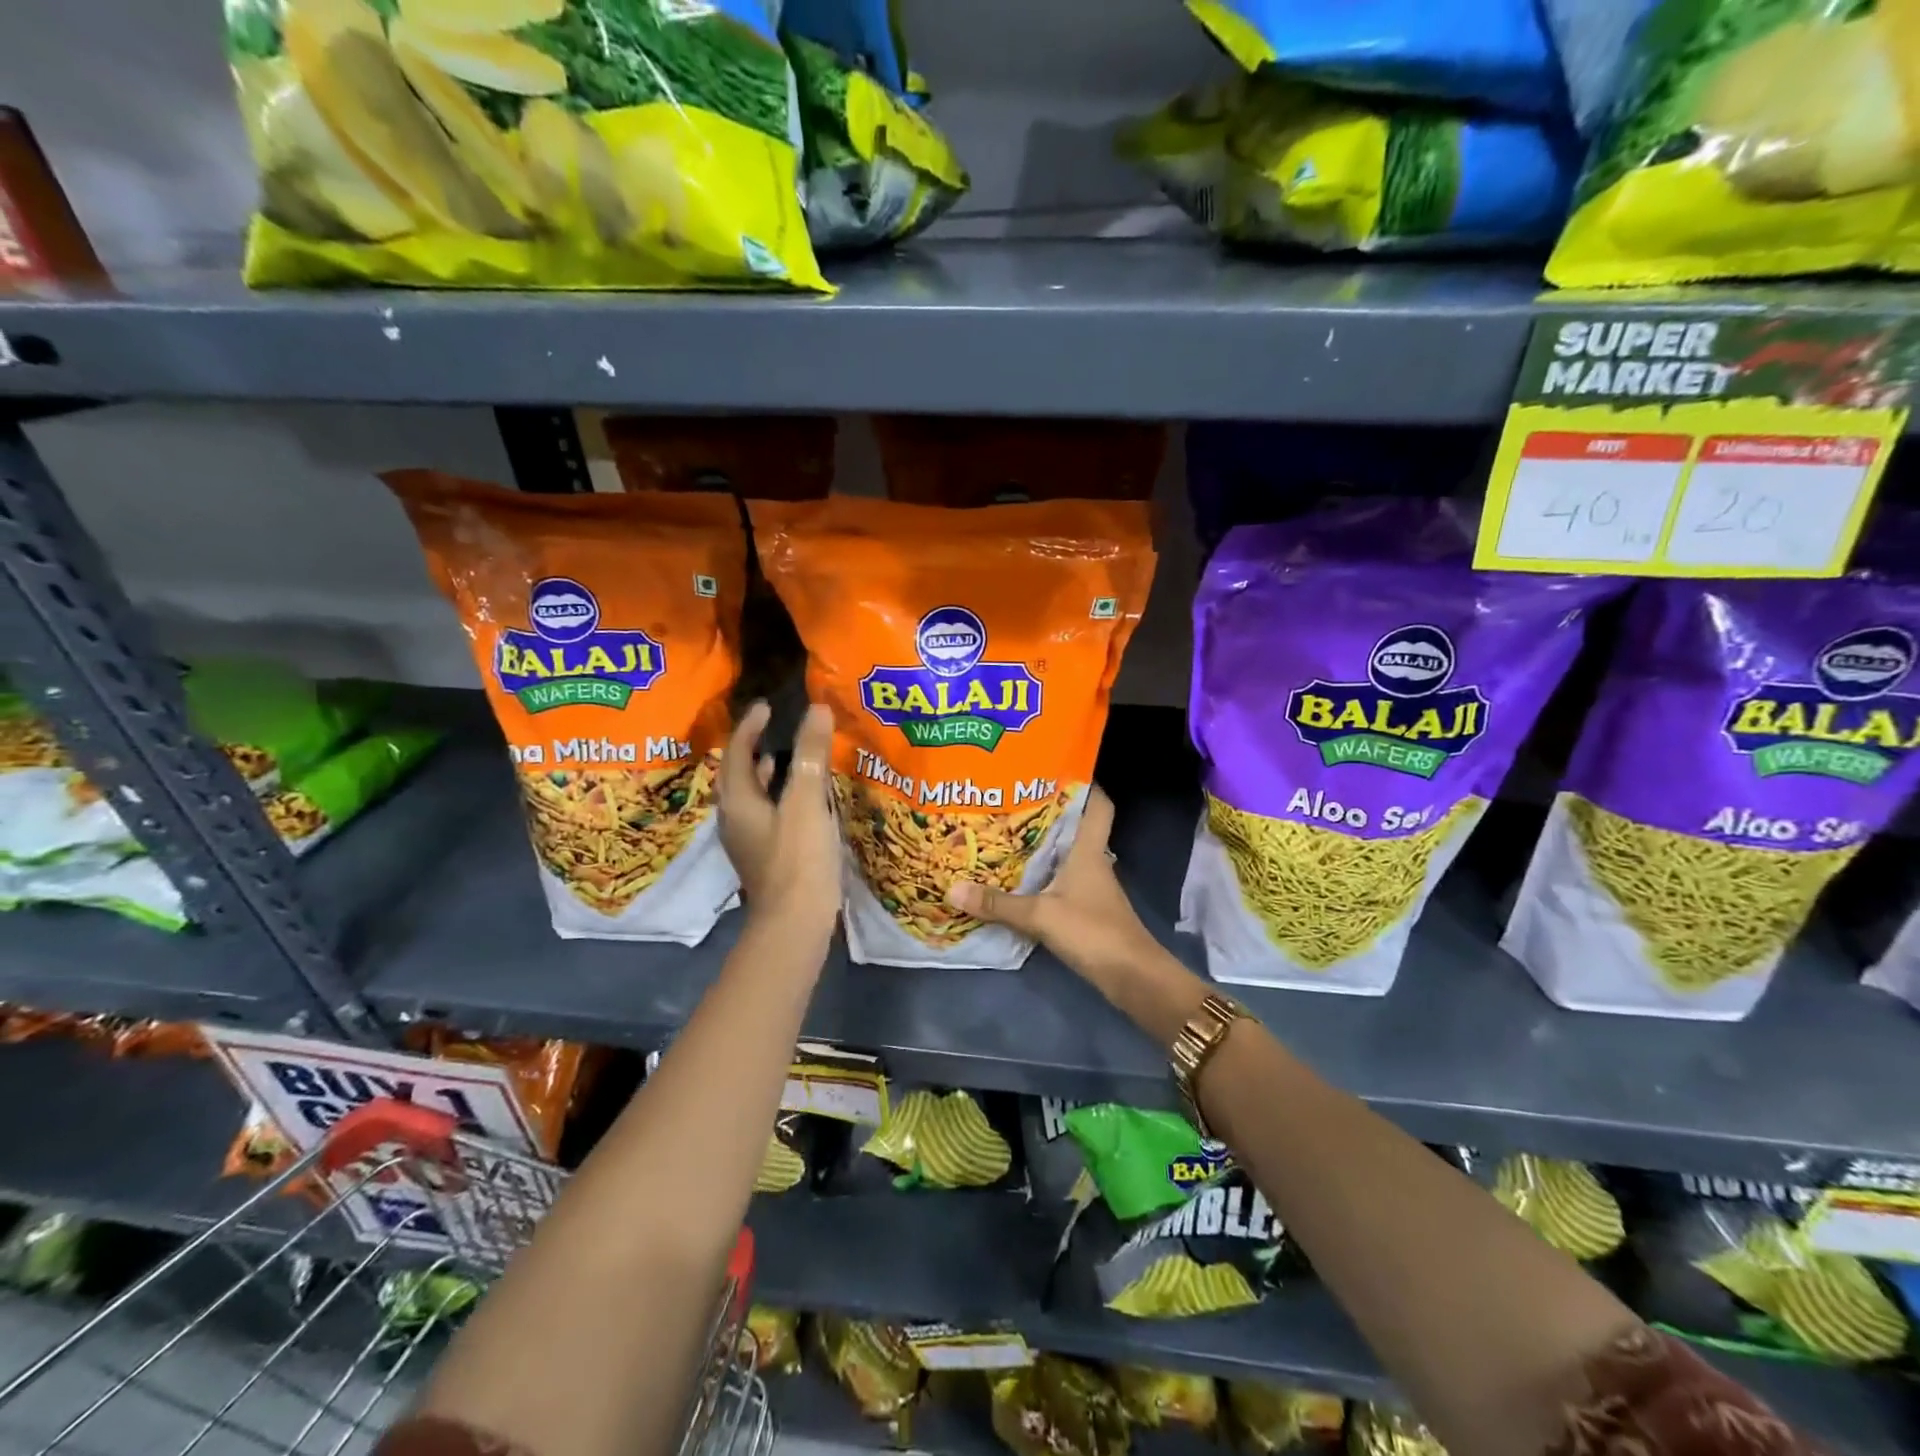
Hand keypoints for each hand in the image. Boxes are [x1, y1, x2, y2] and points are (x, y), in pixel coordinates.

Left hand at [718, 701, 840, 937]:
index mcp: (738, 801)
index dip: (750, 727)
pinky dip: (777, 796)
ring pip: (750, 796)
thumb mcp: (807, 803)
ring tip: (784, 756)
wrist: (795, 922)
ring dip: (764, 773)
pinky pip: (765, 814)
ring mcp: (747, 841)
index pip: (738, 753)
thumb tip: (818, 710)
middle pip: (738, 774)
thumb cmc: (798, 859)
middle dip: (753, 748)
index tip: (766, 706)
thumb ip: (812, 755)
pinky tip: (799, 799)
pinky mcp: (763, 856)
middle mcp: (734, 818)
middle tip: (773, 727)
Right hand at [945, 786, 1162, 987]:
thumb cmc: (1093, 931)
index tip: (1056, 767)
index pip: (1098, 805)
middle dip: (1049, 811)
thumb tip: (952, 889)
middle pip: (1076, 826)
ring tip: (1005, 831)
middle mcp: (1093, 861)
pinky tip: (1017, 877)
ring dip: (1043, 844)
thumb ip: (998, 904)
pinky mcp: (1086, 908)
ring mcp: (1091, 886)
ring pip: (1067, 853)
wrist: (1132, 977)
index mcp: (1089, 850)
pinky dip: (1042, 874)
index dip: (1085, 784)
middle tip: (1011, 798)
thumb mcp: (1041, 915)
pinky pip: (1061, 879)